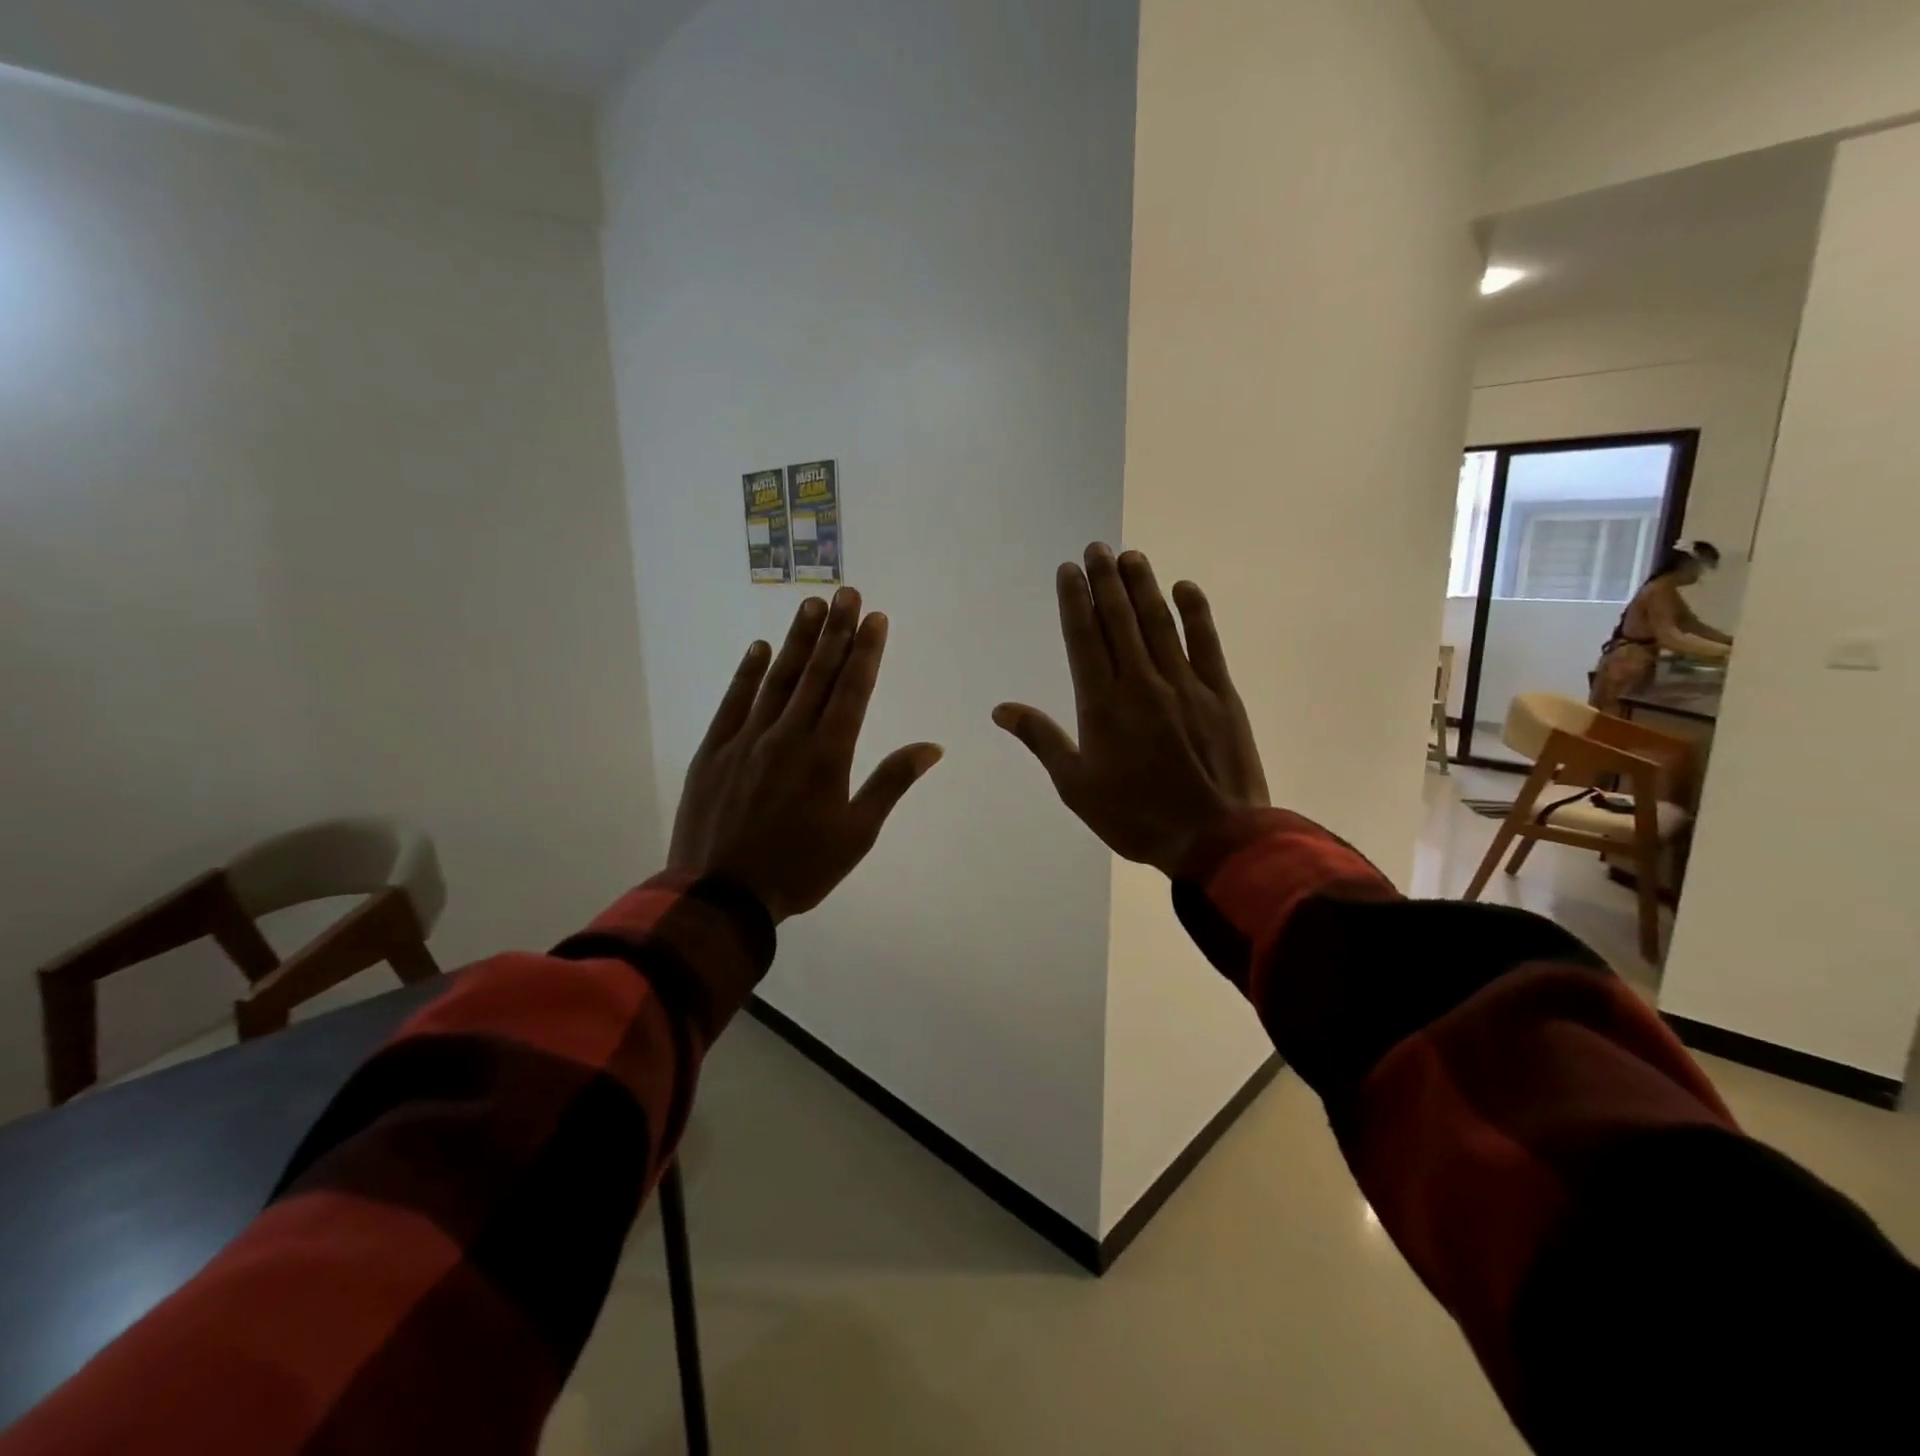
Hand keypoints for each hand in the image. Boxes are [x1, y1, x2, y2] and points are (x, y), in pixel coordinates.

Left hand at [670, 589, 943, 921]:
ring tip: (812, 606)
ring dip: (797, 641)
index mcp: (827, 756)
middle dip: (836, 631)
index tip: (875, 617)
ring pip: (777, 679)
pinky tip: (758, 648)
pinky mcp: (713, 751)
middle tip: (847, 593)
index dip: (866, 651)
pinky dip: (746, 673)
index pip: (852, 690)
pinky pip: (733, 702)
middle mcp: (789, 736)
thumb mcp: (857, 834)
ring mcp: (746, 740)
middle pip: (817, 673)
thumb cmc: (800, 869)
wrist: (721, 896)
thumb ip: (891, 783)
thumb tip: (932, 747)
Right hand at [994, 544, 1267, 876]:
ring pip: (1159, 623)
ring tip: (1131, 556)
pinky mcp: (1221, 693)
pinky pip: (1206, 642)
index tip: (1070, 570)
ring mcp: (1184, 684)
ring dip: (1143, 586)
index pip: (1084, 638)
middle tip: (1097, 548)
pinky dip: (1195, 612)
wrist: (1215, 838)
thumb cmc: (1137, 816)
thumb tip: (1002, 710)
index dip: (1076, 600)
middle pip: (1119, 620)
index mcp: (1102, 705)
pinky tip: (1184, 587)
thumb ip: (1043, 741)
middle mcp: (1140, 683)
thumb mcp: (1077, 787)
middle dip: (1106, 581)